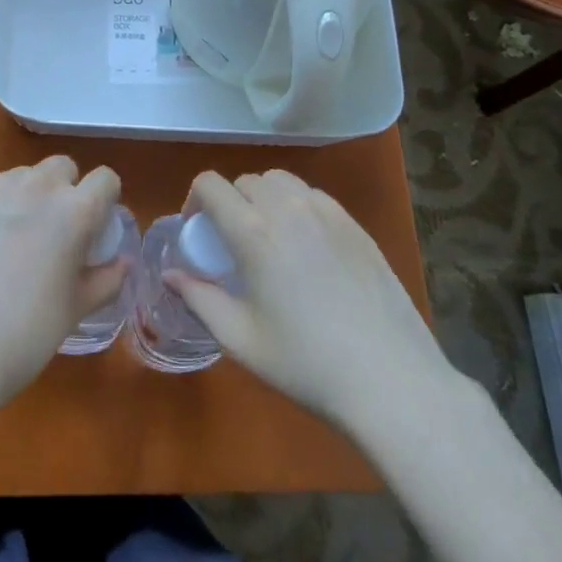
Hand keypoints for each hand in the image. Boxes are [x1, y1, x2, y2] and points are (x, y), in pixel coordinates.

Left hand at [0, 156, 125, 415]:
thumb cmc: (22, 337)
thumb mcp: (73, 312)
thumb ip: (104, 281)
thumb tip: (120, 263)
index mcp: (74, 212)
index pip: (105, 180)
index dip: (105, 201)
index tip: (96, 229)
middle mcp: (37, 188)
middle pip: (62, 167)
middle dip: (66, 190)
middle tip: (57, 233)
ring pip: (24, 175)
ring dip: (29, 195)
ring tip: (16, 239)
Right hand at [167, 169, 462, 434]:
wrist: (390, 380)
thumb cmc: (305, 364)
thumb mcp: (240, 339)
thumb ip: (199, 299)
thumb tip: (170, 275)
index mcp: (253, 232)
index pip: (210, 184)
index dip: (194, 200)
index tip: (197, 231)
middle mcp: (288, 208)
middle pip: (245, 181)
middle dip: (230, 203)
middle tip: (232, 243)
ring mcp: (327, 212)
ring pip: (281, 182)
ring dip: (264, 198)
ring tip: (269, 238)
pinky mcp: (355, 225)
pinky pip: (314, 196)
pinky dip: (298, 206)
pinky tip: (307, 247)